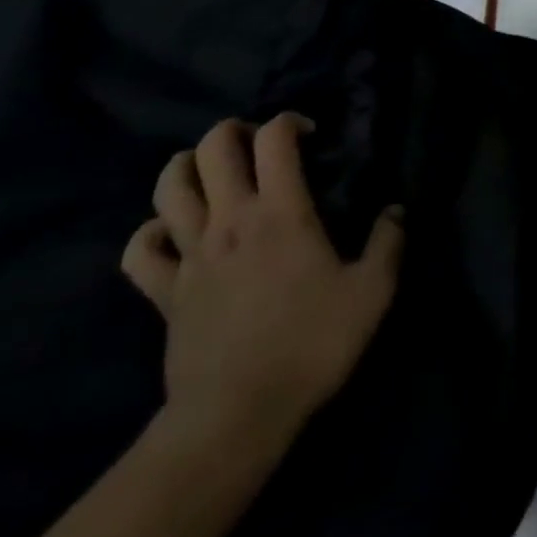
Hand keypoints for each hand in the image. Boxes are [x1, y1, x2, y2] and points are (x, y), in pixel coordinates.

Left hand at [121, 116, 403, 459]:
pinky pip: (141, 249)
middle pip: (213, 147)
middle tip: (257, 147)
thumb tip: (396, 210)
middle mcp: (230, 219)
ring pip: (168, 186)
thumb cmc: (309, 346)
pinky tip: (172, 235)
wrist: (235, 416)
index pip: (274, 137)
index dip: (290, 120)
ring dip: (187, 168)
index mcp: (280, 211)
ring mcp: (191, 254)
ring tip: (211, 176)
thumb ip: (388, 243)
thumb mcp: (371, 294)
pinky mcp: (164, 292)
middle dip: (234, 131)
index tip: (310, 135)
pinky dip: (152, 232)